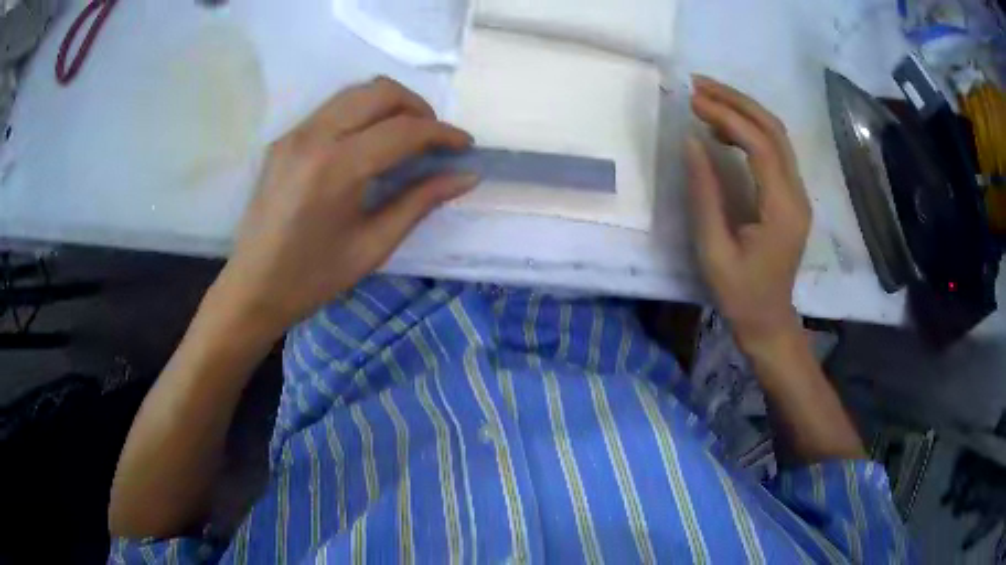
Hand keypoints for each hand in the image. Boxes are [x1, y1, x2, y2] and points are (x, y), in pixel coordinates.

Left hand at [216, 77, 476, 335]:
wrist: (252, 288)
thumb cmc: (313, 278)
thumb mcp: (373, 246)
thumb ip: (420, 202)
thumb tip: (466, 176)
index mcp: (336, 169)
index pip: (402, 130)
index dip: (442, 133)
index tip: (466, 146)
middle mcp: (313, 137)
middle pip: (380, 92)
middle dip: (418, 108)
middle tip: (433, 139)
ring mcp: (294, 133)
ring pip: (356, 92)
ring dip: (390, 104)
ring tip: (407, 137)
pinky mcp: (284, 138)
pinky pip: (334, 107)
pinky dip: (363, 113)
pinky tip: (370, 142)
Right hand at [686, 76, 811, 353]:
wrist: (769, 320)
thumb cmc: (740, 294)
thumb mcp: (714, 250)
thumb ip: (705, 194)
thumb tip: (691, 141)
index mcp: (782, 209)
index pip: (761, 146)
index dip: (728, 117)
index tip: (693, 101)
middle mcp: (797, 194)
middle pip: (774, 130)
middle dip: (737, 101)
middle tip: (699, 85)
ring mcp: (798, 193)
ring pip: (777, 135)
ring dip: (744, 110)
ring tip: (707, 98)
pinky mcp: (791, 195)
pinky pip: (774, 150)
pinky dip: (749, 129)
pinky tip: (724, 128)